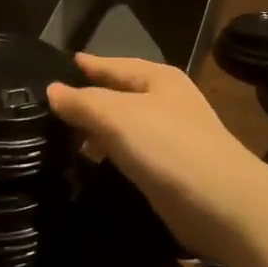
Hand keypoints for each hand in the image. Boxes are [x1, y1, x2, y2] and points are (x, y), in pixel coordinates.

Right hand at [46, 56, 267, 264]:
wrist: (221, 202)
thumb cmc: (168, 146)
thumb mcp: (118, 116)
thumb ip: (83, 102)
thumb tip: (52, 90)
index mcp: (158, 77)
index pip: (112, 65)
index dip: (84, 67)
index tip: (51, 70)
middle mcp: (166, 100)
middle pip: (118, 93)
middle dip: (87, 100)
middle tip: (46, 110)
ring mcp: (171, 134)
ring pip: (123, 124)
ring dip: (96, 129)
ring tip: (59, 138)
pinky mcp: (170, 167)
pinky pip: (131, 150)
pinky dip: (110, 152)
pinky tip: (91, 162)